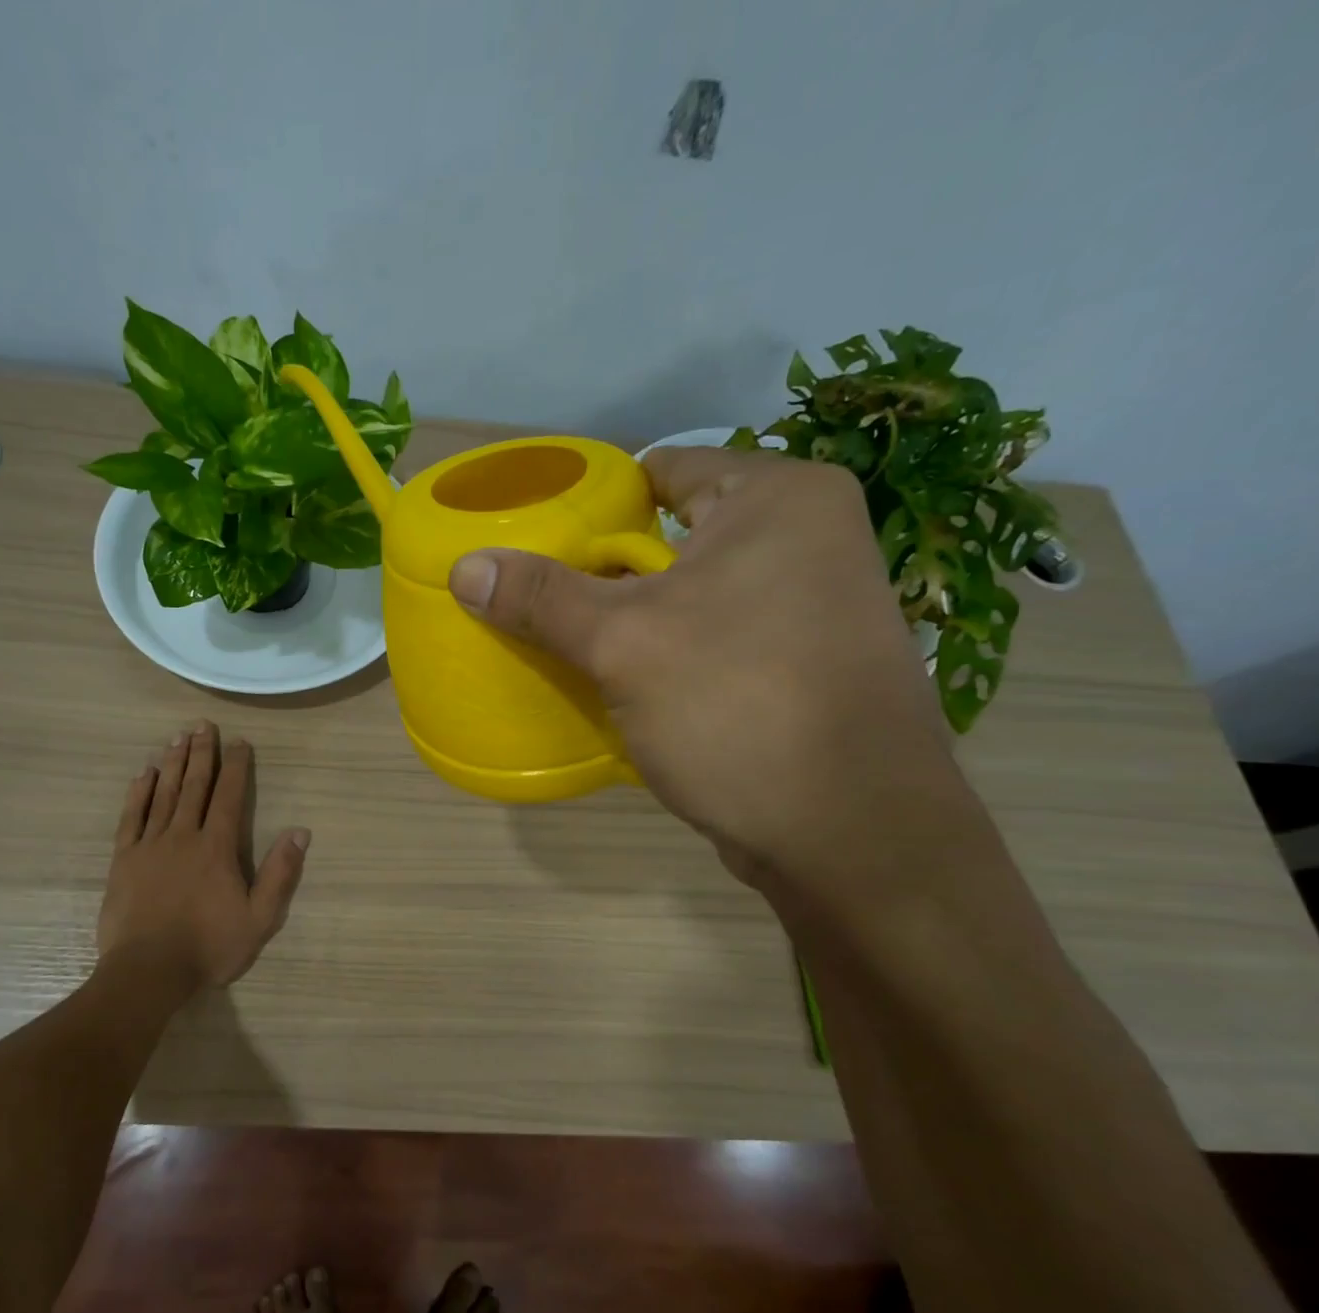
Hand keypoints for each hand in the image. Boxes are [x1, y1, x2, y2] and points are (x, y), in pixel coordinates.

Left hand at [98, 722, 310, 994]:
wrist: (148, 972)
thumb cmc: (209, 947)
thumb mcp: (260, 918)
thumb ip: (280, 873)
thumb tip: (300, 831)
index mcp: (217, 848)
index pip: (229, 796)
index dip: (236, 766)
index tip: (240, 741)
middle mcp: (183, 836)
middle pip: (195, 786)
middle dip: (201, 753)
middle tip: (202, 724)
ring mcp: (150, 846)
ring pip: (164, 794)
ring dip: (173, 764)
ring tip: (177, 737)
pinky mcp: (124, 860)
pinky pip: (131, 817)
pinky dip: (139, 793)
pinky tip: (144, 774)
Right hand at [447, 446, 963, 886]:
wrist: (852, 836)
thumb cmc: (738, 707)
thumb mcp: (623, 644)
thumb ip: (541, 598)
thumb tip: (465, 567)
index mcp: (779, 499)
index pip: (661, 470)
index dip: (592, 504)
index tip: (537, 543)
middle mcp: (809, 537)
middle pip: (673, 536)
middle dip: (605, 572)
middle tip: (540, 601)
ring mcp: (814, 606)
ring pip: (693, 595)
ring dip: (634, 619)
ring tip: (568, 643)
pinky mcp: (806, 665)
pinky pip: (716, 639)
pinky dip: (669, 654)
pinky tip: (622, 685)